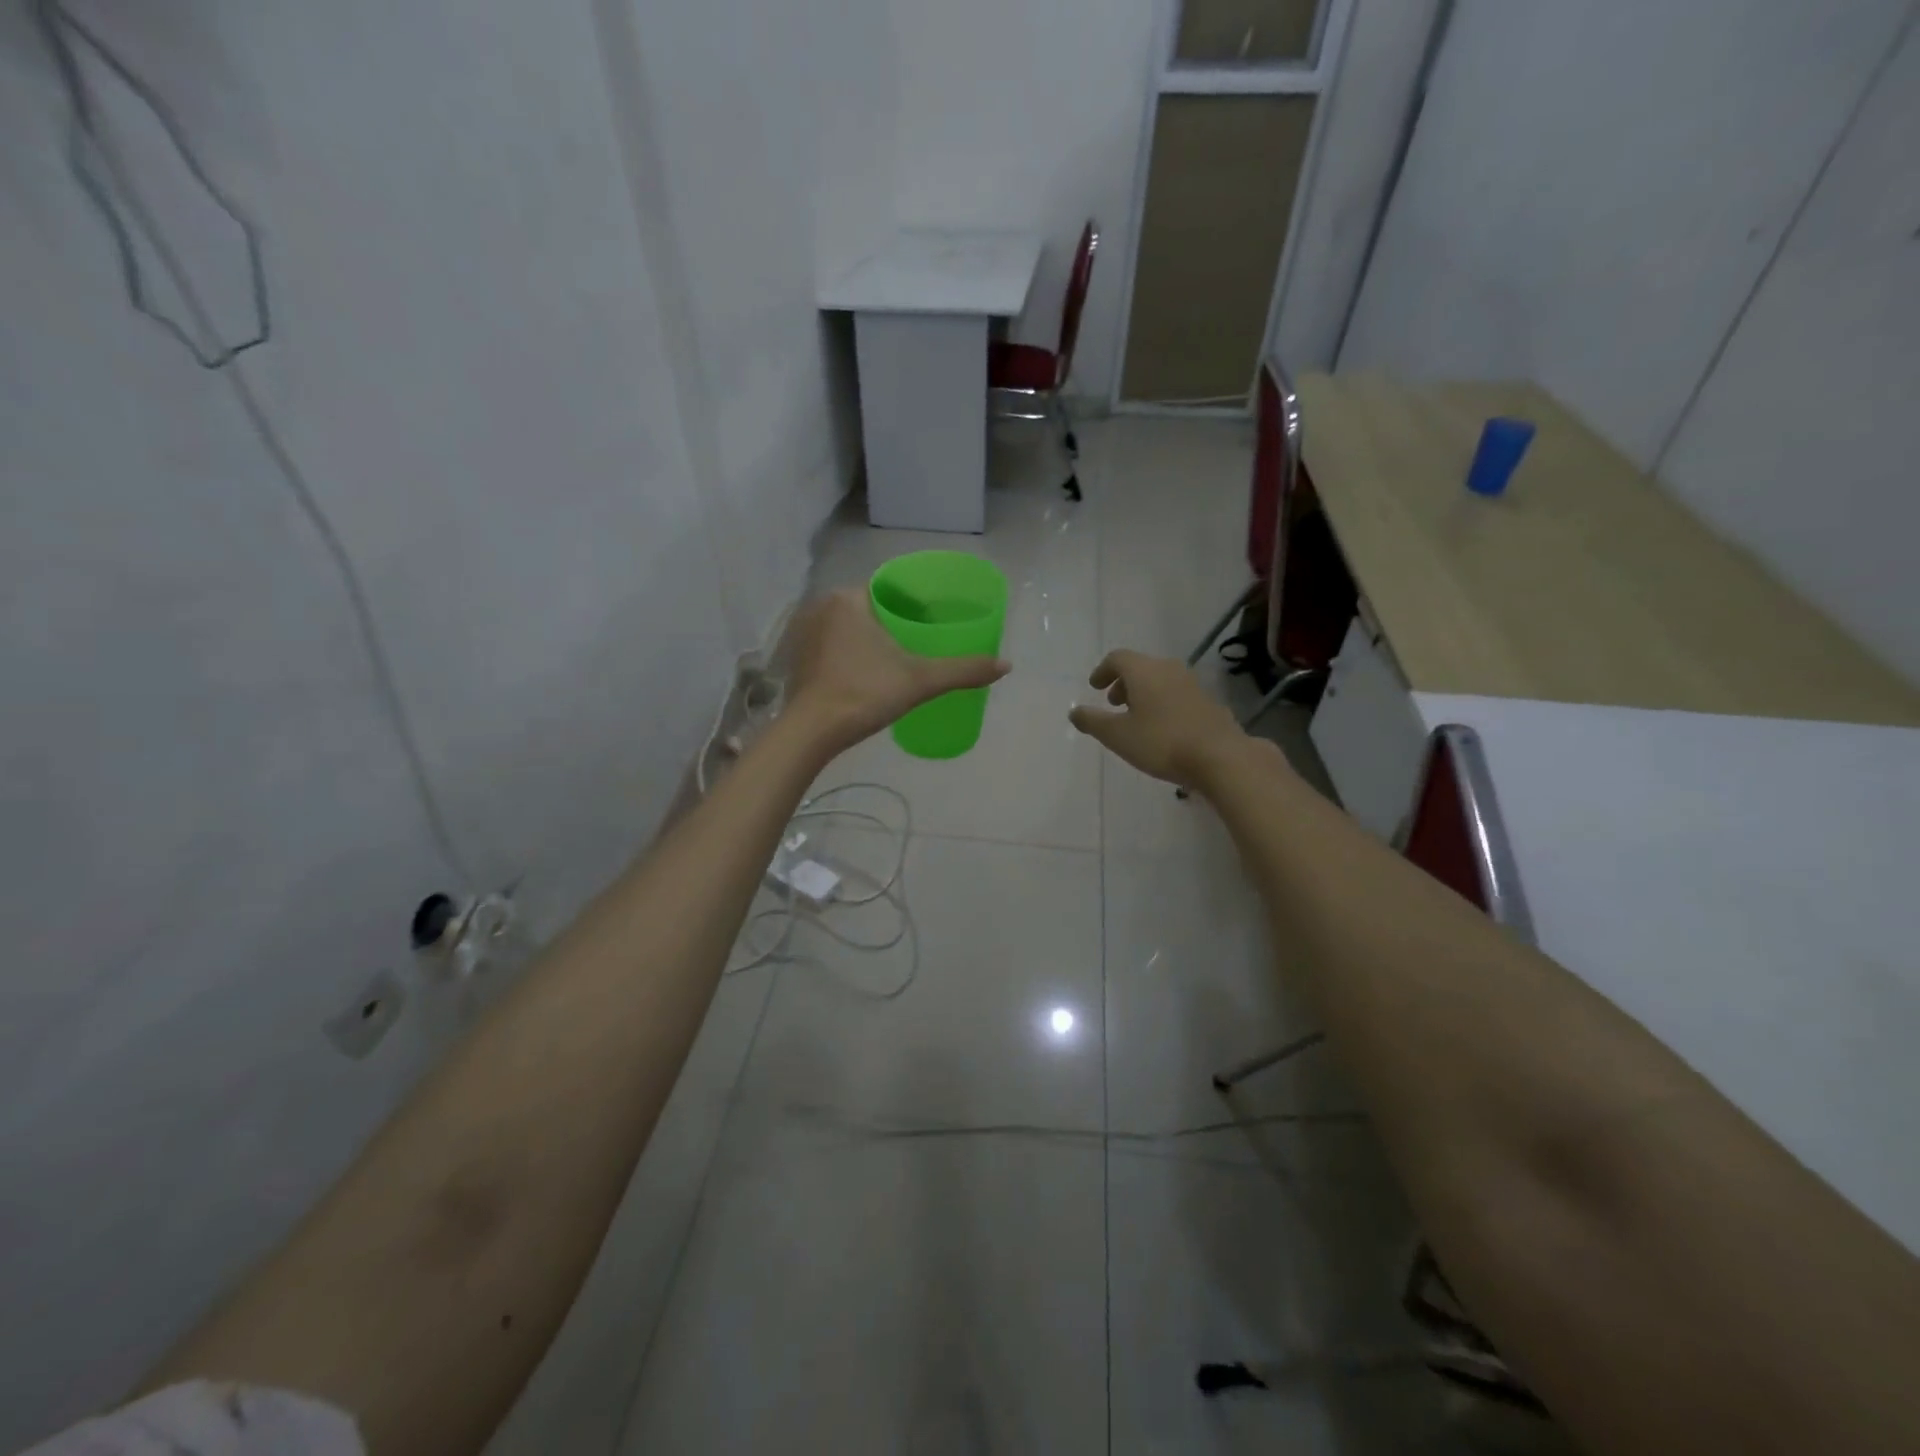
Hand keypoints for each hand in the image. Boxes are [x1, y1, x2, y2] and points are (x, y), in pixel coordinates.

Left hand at [785, 588, 1009, 754]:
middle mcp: (821, 607)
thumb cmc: (864, 693)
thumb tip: (1006, 665)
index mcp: (848, 599)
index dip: (912, 601)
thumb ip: (962, 670)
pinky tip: (867, 672)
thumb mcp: (920, 680)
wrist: (812, 732)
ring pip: (848, 627)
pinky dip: (850, 653)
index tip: (931, 619)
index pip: (888, 588)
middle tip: (920, 640)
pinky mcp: (797, 659)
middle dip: (893, 620)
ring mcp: (804, 633)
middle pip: (868, 607)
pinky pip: (832, 645)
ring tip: (897, 656)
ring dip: (869, 637)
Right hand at [1068, 650, 1248, 787]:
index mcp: (1144, 671)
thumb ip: (1093, 721)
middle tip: (1113, 703)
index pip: (1118, 658)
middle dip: (1123, 683)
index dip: (1102, 671)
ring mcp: (1192, 684)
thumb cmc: (1161, 742)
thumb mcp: (1117, 735)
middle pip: (1141, 667)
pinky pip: (1176, 695)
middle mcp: (1169, 669)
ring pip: (1160, 680)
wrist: (1219, 756)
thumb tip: (1074, 711)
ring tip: (1136, 718)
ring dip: (1143, 693)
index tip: (1094, 687)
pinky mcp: (1208, 702)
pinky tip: (1162, 729)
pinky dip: (1162, 703)